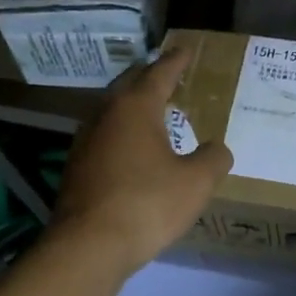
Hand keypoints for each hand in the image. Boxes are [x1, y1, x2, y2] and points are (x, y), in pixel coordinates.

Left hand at [51, 48, 232, 276]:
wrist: (89, 245)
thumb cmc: (148, 205)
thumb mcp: (196, 183)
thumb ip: (213, 159)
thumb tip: (218, 148)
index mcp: (135, 108)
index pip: (159, 73)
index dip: (176, 61)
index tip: (186, 50)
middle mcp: (105, 115)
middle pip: (129, 86)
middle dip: (149, 78)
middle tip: (168, 76)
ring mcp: (85, 142)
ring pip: (112, 112)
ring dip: (132, 108)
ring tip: (152, 112)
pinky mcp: (76, 168)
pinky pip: (104, 139)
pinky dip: (121, 135)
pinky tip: (131, 151)